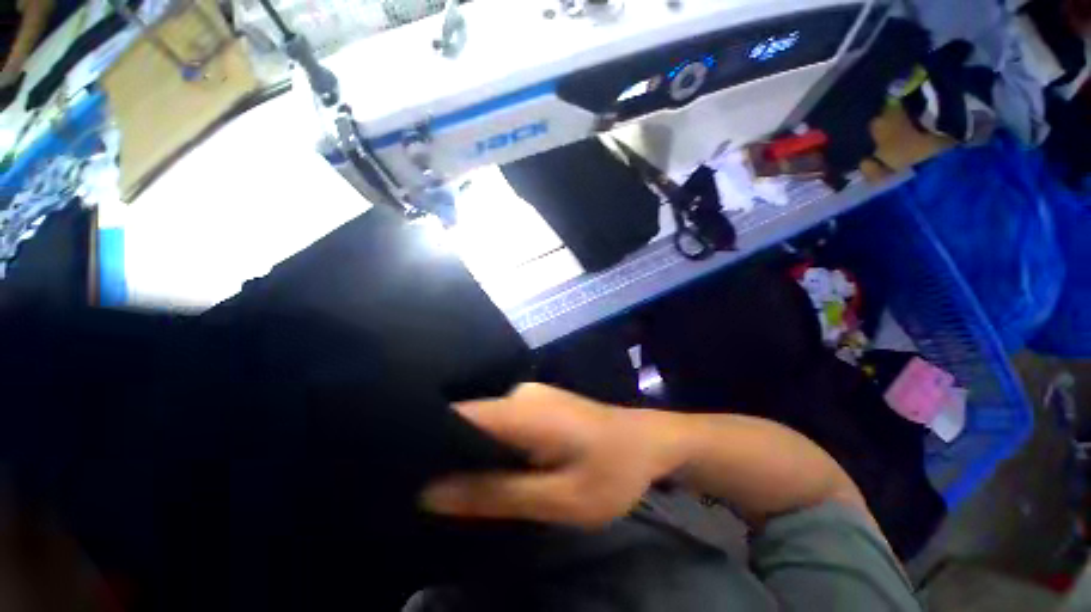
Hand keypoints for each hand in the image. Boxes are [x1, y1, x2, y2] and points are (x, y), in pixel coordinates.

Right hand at [421, 384, 681, 527]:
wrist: (648, 441)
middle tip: (426, 491)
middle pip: (469, 420)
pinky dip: (492, 446)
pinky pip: (502, 424)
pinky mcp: (537, 404)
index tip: (402, 469)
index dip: (427, 438)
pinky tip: (493, 468)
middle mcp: (519, 394)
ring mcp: (529, 396)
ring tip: (455, 485)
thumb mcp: (559, 496)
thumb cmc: (612, 471)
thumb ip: (497, 494)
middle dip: (447, 452)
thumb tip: (431, 492)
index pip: (458, 415)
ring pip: (486, 424)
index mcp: (521, 409)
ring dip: (471, 452)